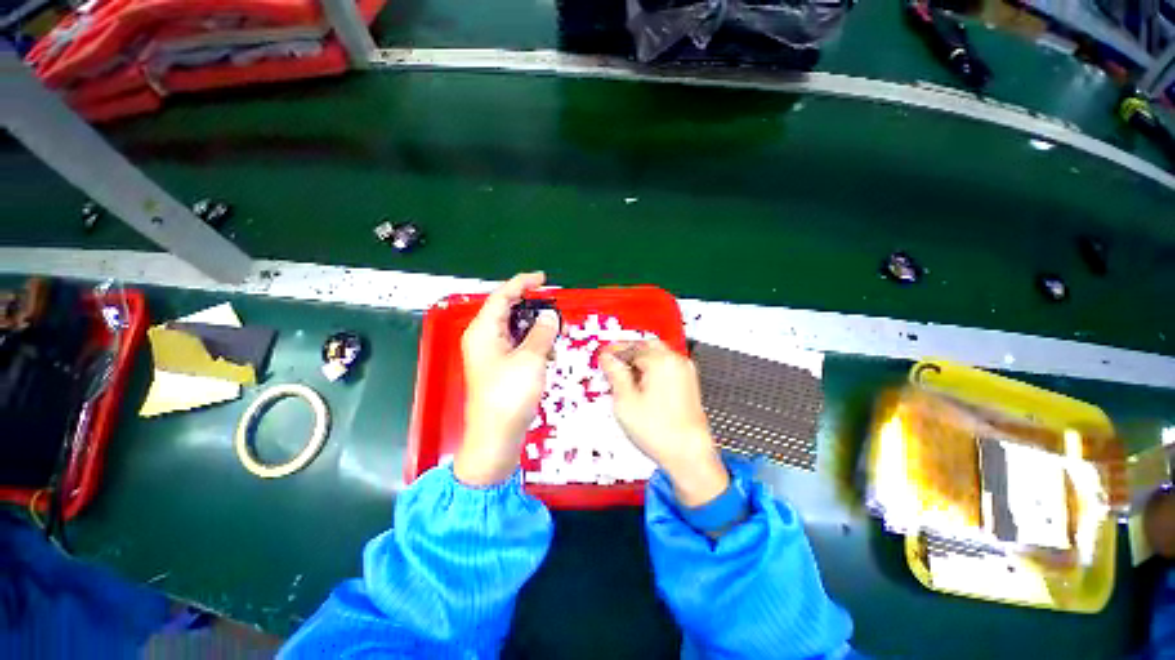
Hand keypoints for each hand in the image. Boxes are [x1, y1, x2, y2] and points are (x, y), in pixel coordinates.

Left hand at [454, 272, 559, 486]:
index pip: (502, 296)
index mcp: (483, 331)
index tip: (543, 279)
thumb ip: (542, 332)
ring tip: (559, 333)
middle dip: (534, 308)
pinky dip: (535, 345)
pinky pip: (519, 346)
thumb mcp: (531, 359)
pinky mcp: (501, 368)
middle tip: (557, 310)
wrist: (496, 437)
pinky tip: (550, 353)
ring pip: (517, 330)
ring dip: (538, 329)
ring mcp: (492, 354)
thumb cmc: (509, 395)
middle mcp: (484, 338)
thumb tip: (550, 315)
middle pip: (509, 312)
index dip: (522, 283)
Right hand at [599, 340, 728, 506]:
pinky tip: (641, 384)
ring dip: (640, 360)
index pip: (631, 347)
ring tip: (624, 376)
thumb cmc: (658, 430)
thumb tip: (607, 358)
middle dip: (628, 352)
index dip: (614, 352)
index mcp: (661, 360)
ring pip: (657, 354)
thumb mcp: (625, 401)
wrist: (689, 455)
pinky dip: (652, 369)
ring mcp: (685, 371)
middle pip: (646, 345)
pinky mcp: (689, 382)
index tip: (602, 356)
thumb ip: (615, 374)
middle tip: (612, 364)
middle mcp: (676, 361)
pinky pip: (667, 366)